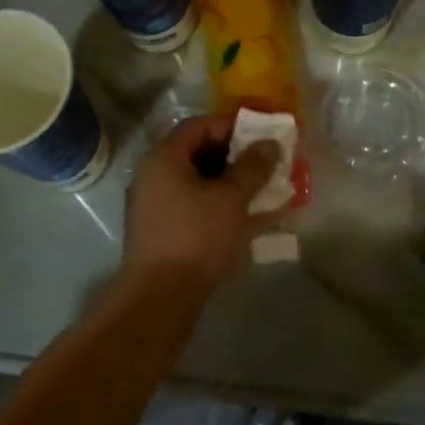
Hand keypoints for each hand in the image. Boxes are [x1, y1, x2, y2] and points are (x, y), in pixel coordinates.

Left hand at [122, 115, 280, 293]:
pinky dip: (223, 207)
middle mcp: (155, 176)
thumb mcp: (230, 198)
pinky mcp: (165, 232)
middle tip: (268, 162)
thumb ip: (252, 167)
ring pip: (201, 183)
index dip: (233, 125)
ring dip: (233, 184)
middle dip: (237, 156)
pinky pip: (197, 207)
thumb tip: (270, 144)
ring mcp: (158, 206)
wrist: (159, 299)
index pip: (200, 126)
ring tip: (266, 190)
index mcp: (164, 158)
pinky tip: (252, 218)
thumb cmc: (195, 237)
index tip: (263, 134)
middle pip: (200, 153)